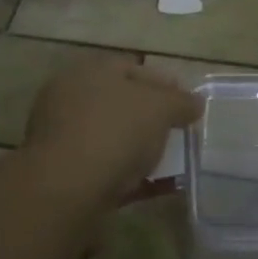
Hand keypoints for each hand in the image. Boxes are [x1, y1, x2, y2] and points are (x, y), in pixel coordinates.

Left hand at [22, 57, 202, 207]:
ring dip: (140, 148)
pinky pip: (106, 169)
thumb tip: (195, 102)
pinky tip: (156, 188)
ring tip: (171, 163)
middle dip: (150, 117)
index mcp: (89, 71)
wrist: (65, 190)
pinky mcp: (63, 174)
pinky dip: (131, 176)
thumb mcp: (159, 108)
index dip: (164, 83)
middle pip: (120, 103)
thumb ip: (180, 102)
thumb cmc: (113, 131)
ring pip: (112, 137)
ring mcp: (63, 137)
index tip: (187, 104)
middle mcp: (70, 98)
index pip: (132, 68)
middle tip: (178, 132)